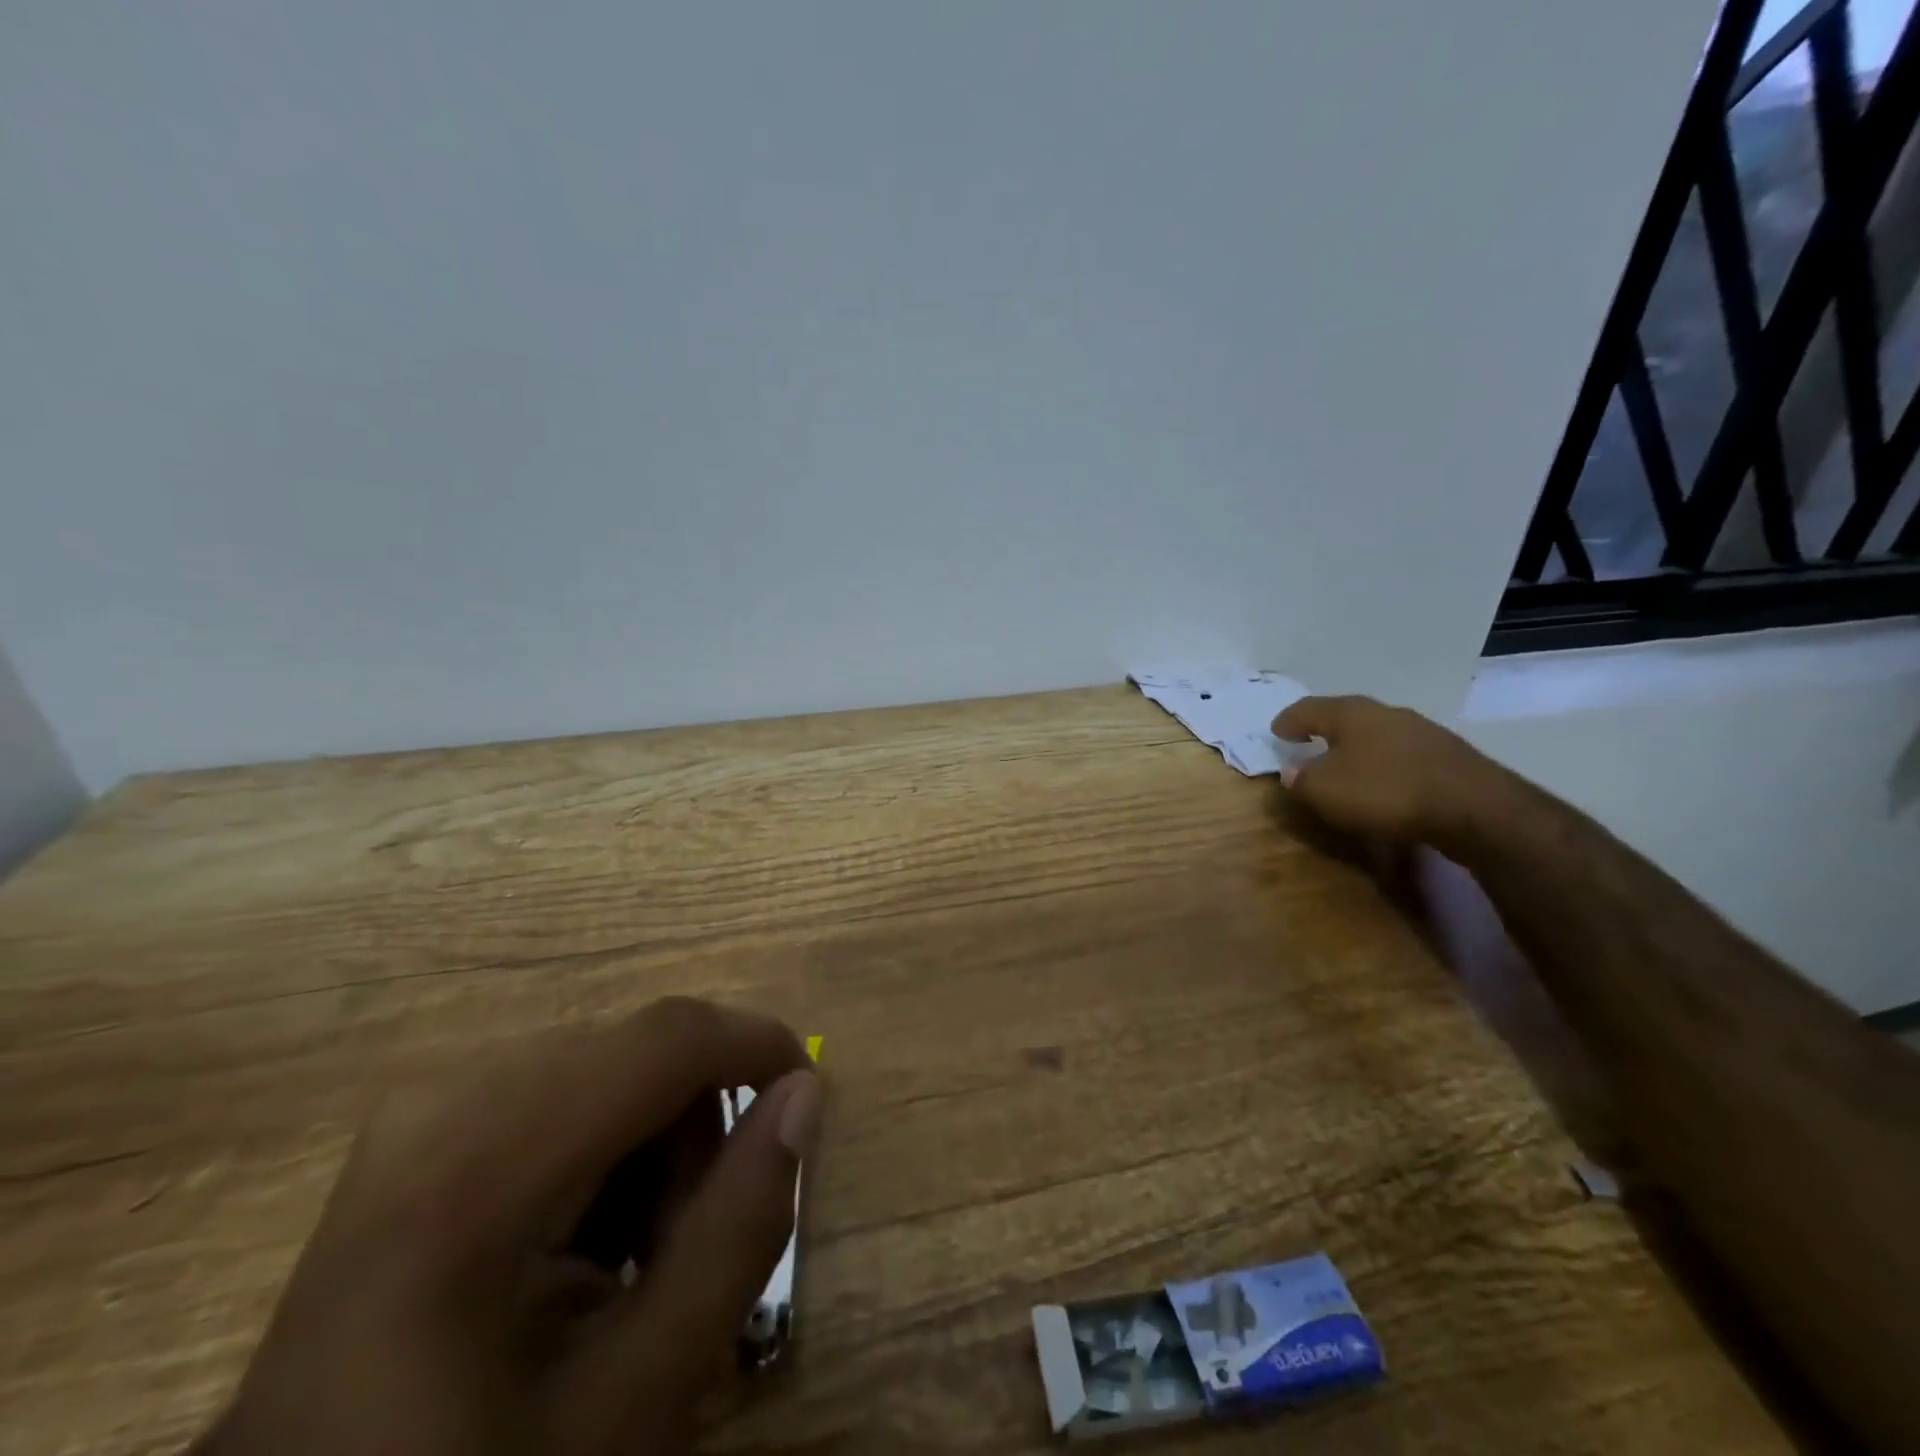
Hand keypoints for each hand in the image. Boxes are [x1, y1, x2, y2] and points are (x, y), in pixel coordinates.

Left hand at [194, 998, 819, 1455]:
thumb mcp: (633, 1404)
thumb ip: (736, 1233)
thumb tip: (805, 1093)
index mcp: (471, 1177)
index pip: (662, 1040)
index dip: (756, 1044)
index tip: (809, 1094)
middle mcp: (440, 1105)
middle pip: (635, 1051)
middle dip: (693, 1127)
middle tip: (681, 1247)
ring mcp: (418, 1112)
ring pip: (605, 1064)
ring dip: (651, 1141)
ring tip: (626, 1257)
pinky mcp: (416, 1129)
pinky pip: (559, 1088)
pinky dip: (601, 1147)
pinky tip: (574, 1239)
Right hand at [1271, 695, 1515, 851]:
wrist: (1474, 808)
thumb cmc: (1385, 791)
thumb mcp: (1325, 791)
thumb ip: (1301, 779)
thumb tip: (1292, 771)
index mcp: (1351, 713)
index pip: (1309, 709)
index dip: (1290, 720)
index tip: (1276, 731)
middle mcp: (1387, 713)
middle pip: (1347, 717)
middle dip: (1326, 730)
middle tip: (1309, 743)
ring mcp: (1422, 732)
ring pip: (1378, 735)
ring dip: (1359, 748)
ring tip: (1346, 766)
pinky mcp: (1448, 756)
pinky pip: (1402, 755)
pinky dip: (1385, 765)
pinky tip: (1384, 783)